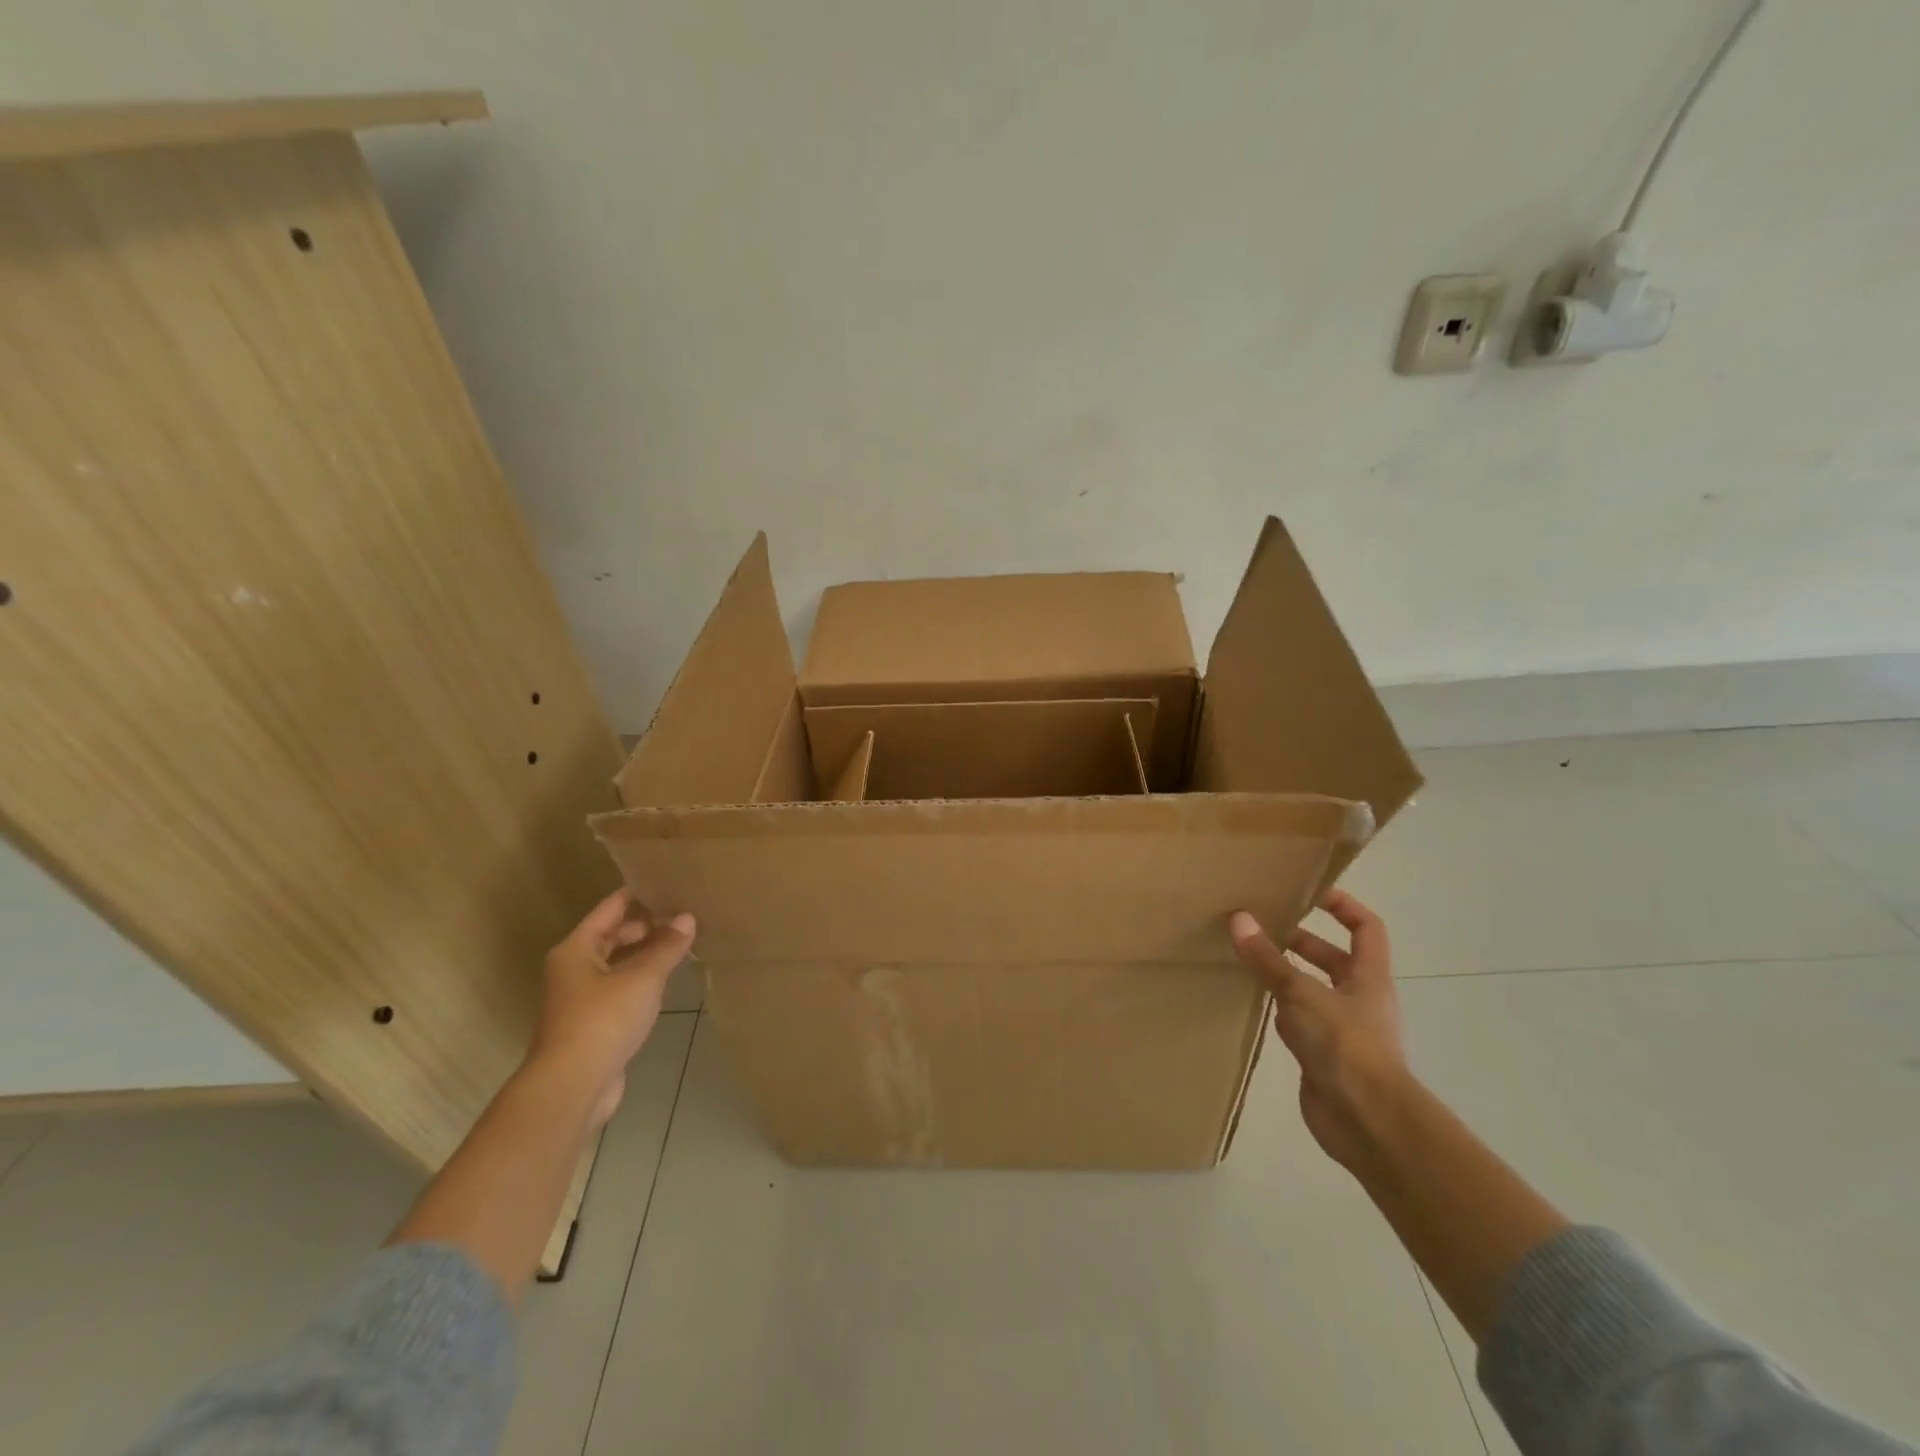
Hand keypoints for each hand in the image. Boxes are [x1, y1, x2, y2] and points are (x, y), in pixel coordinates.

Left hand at [529, 888, 695, 1127]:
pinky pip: (620, 988)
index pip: (611, 908)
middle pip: (613, 934)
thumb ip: (666, 946)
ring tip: (682, 942)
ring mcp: (581, 997)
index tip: (669, 882)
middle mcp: (573, 968)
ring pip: (617, 963)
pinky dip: (641, 979)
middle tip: (684, 914)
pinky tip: (666, 980)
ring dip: (645, 953)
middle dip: (647, 924)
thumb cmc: (604, 1019)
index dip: (639, 894)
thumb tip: (686, 918)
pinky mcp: (592, 1023)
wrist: (573, 1085)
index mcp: (577, 948)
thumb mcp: (643, 977)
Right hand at [1228, 890, 1407, 1170]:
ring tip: (1246, 958)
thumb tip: (1238, 919)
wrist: (1366, 1122)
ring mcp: (1342, 1030)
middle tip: (1261, 925)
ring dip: (1285, 975)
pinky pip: (1298, 1021)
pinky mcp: (1323, 1057)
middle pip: (1334, 959)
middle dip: (1301, 941)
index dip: (1343, 905)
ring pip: (1312, 990)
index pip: (1366, 928)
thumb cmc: (1345, 1046)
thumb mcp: (1301, 994)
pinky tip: (1252, 1002)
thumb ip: (1268, 960)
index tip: (1308, 891)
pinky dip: (1278, 1009)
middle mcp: (1359, 999)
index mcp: (1369, 977)